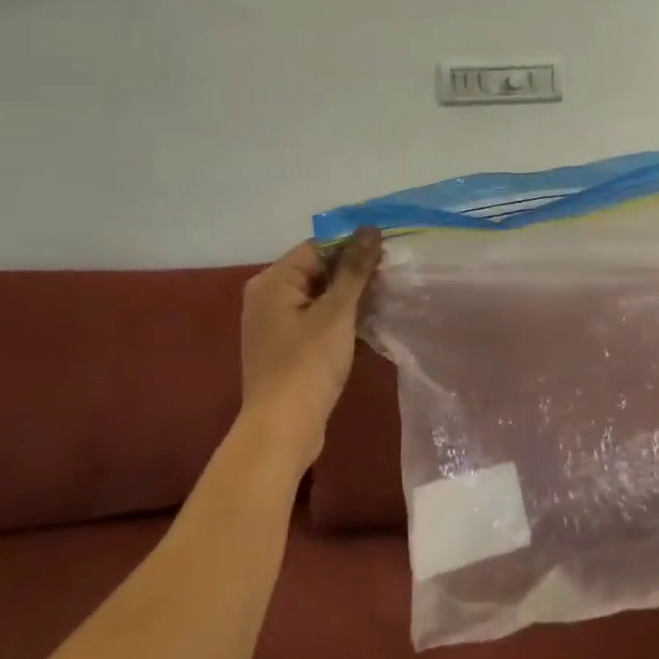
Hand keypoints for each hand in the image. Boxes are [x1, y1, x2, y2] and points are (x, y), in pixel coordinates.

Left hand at [238, 227, 382, 472]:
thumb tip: (370, 228)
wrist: (282, 430)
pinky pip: (315, 320)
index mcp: (273, 281)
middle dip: (353, 273)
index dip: (352, 247)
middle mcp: (267, 297)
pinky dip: (338, 319)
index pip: (317, 247)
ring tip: (386, 297)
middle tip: (391, 276)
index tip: (388, 253)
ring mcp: (274, 325)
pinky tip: (367, 324)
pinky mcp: (284, 348)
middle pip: (317, 271)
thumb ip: (355, 268)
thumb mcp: (336, 312)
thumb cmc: (307, 364)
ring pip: (318, 297)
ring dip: (349, 297)